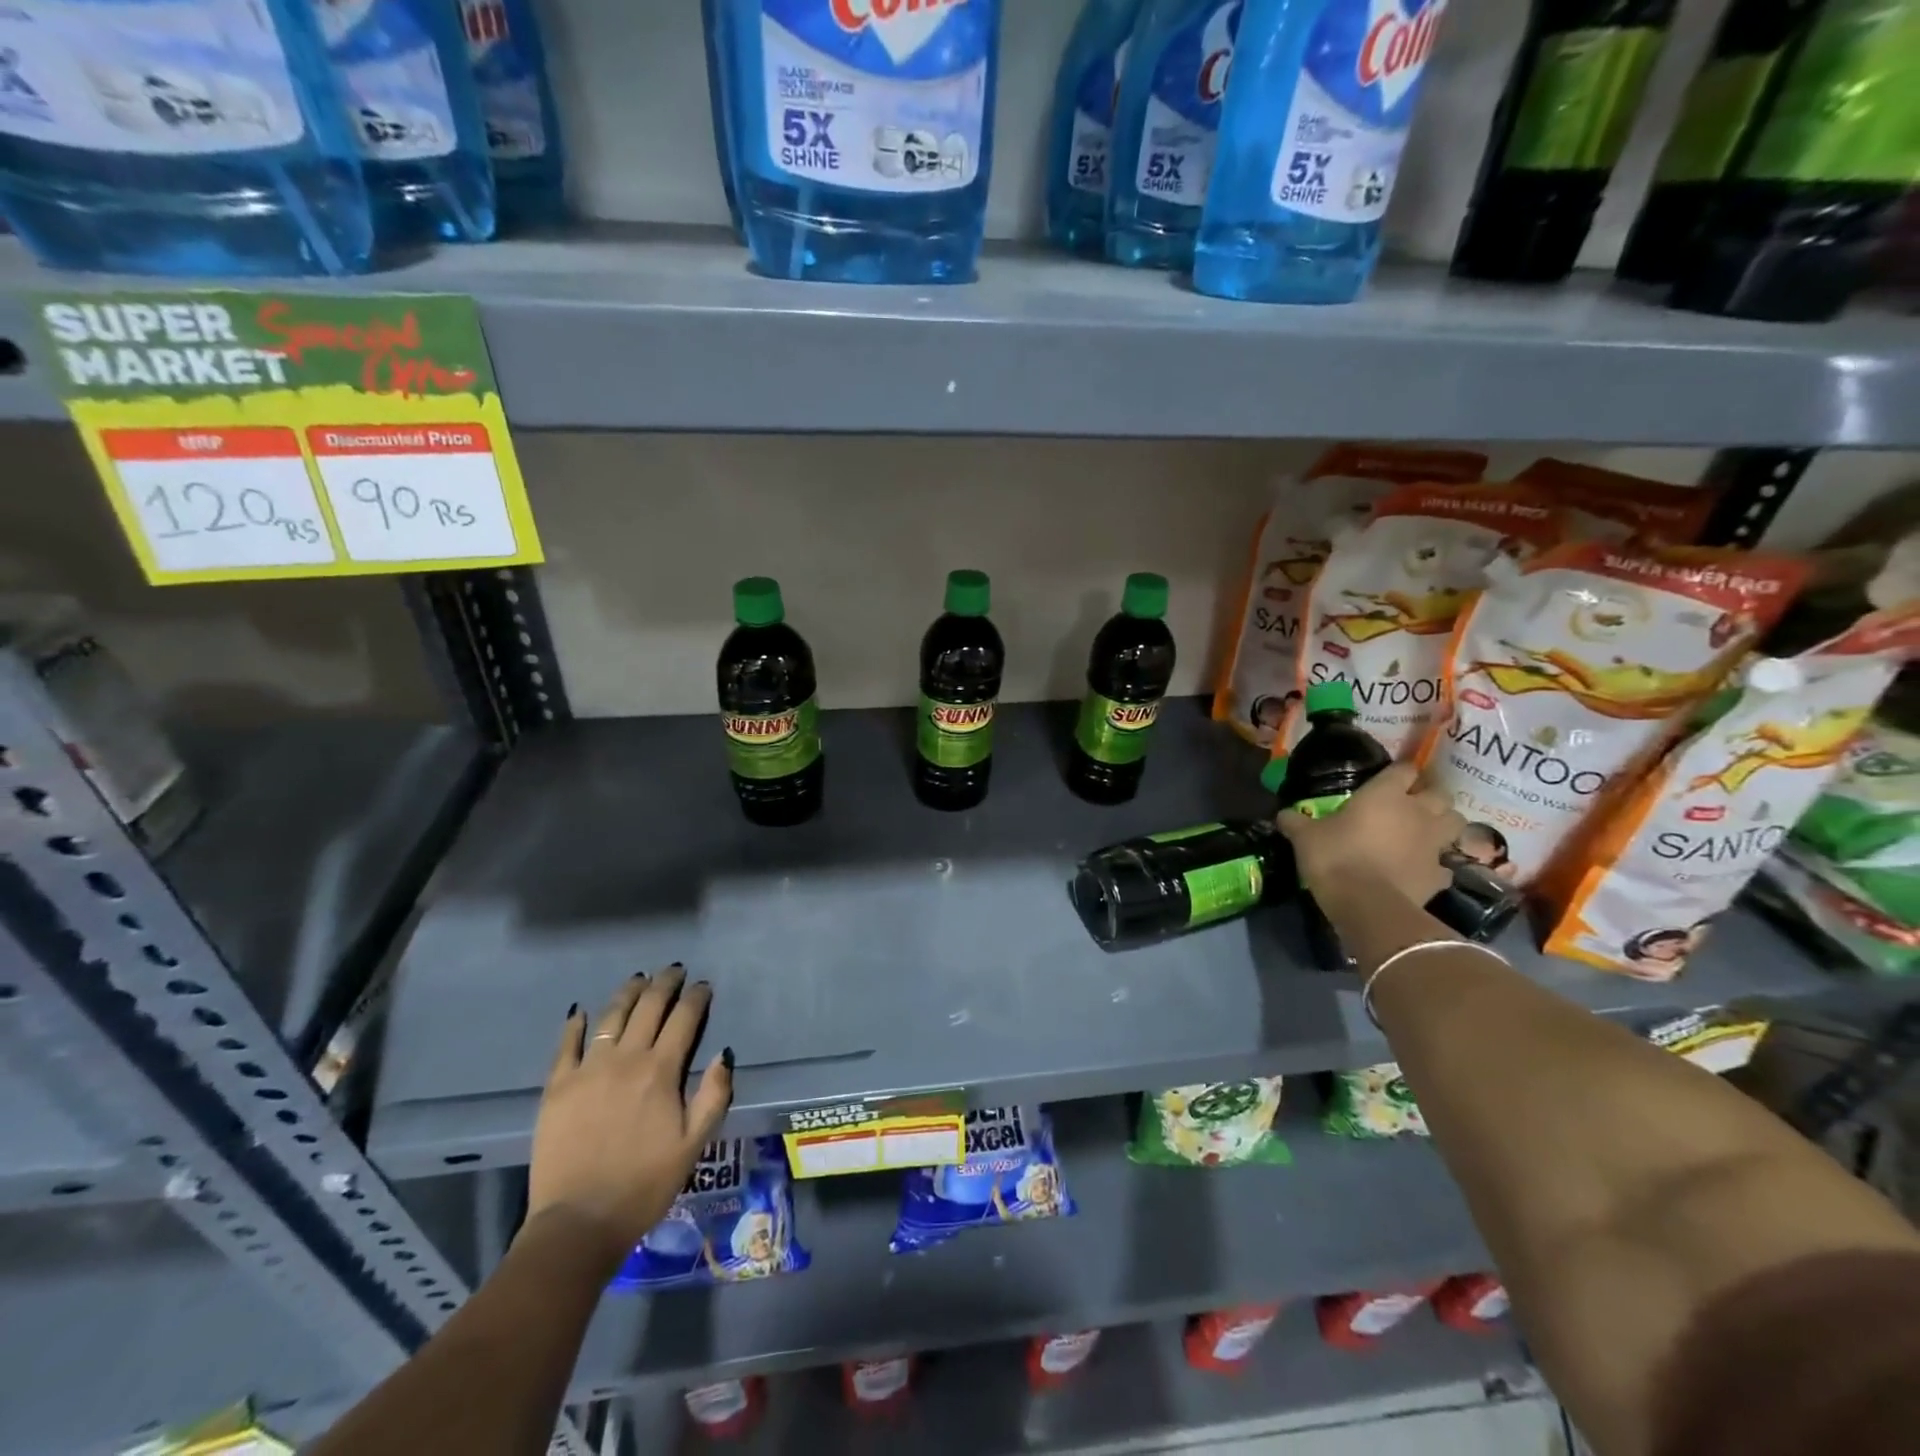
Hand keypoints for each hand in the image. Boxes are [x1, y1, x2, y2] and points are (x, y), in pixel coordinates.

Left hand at [525, 965, 732, 1266]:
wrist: (579, 1223)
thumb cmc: (645, 1185)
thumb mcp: (694, 1144)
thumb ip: (714, 1095)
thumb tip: (725, 1052)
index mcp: (661, 1071)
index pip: (684, 1019)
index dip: (696, 997)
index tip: (703, 985)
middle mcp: (626, 1059)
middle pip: (648, 1008)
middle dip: (665, 984)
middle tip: (674, 970)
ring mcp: (588, 1070)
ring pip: (611, 1017)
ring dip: (628, 993)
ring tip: (639, 979)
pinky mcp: (557, 1087)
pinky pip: (567, 1045)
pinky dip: (575, 1024)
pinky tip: (580, 1012)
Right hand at [1278, 762, 1464, 907]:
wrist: (1366, 904)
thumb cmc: (1335, 857)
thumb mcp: (1305, 837)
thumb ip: (1296, 821)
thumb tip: (1282, 814)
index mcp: (1385, 795)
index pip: (1404, 769)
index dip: (1400, 772)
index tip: (1391, 778)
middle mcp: (1417, 813)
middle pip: (1441, 794)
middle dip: (1431, 796)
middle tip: (1414, 803)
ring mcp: (1434, 844)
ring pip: (1455, 823)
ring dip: (1444, 824)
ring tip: (1427, 831)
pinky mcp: (1440, 875)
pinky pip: (1445, 864)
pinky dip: (1438, 864)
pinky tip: (1423, 869)